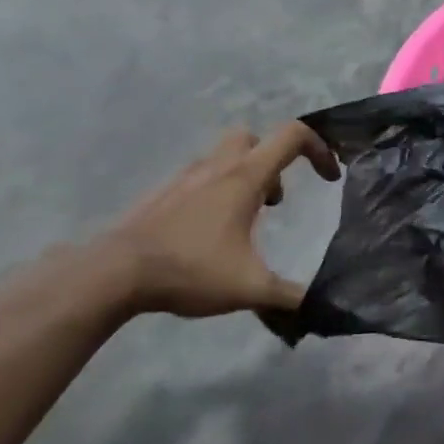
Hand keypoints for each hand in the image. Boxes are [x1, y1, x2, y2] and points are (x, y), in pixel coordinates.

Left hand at [102, 124, 340, 318]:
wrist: (112, 274)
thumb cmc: (189, 270)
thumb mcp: (250, 289)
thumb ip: (291, 296)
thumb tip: (322, 307)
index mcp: (244, 178)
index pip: (292, 136)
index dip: (320, 149)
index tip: (330, 177)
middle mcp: (216, 168)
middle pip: (254, 137)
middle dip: (274, 159)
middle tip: (276, 200)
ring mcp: (184, 178)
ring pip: (223, 157)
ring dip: (245, 177)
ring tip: (246, 222)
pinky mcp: (161, 195)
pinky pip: (199, 179)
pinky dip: (216, 193)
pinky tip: (210, 234)